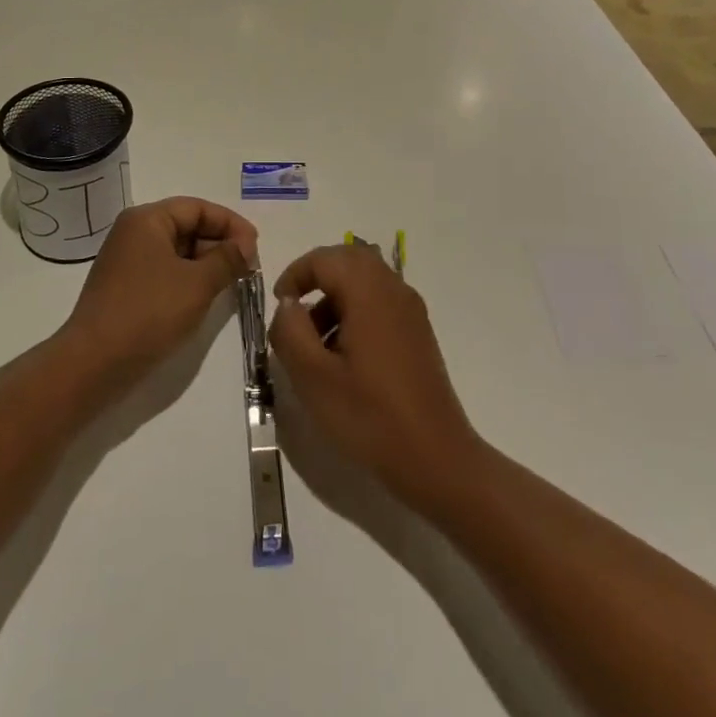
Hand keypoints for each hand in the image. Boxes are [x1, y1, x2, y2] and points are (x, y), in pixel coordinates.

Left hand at [58, 197, 257, 389]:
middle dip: (219, 243)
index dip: (230, 224)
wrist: (92, 364)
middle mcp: (133, 232)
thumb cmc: (148, 314)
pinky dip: (188, 277)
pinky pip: (165, 270)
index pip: (198, 208)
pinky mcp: (125, 286)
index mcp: (147, 220)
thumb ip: (227, 259)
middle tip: (248, 266)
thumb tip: (245, 245)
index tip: (255, 246)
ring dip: (206, 262)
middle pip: (186, 226)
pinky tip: (205, 296)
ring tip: (232, 282)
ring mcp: (126, 260)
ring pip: (177, 250)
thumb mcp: (197, 284)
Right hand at [269, 245, 480, 506]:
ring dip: (335, 297)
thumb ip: (290, 331)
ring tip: (315, 344)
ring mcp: (410, 310)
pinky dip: (355, 311)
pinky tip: (344, 356)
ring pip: (365, 280)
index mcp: (369, 291)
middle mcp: (393, 289)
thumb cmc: (370, 416)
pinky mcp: (418, 332)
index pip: (325, 258)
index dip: (295, 274)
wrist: (436, 458)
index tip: (279, 306)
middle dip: (317, 277)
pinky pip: (380, 301)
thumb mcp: (313, 378)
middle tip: (294, 312)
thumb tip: (289, 304)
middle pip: (349, 259)